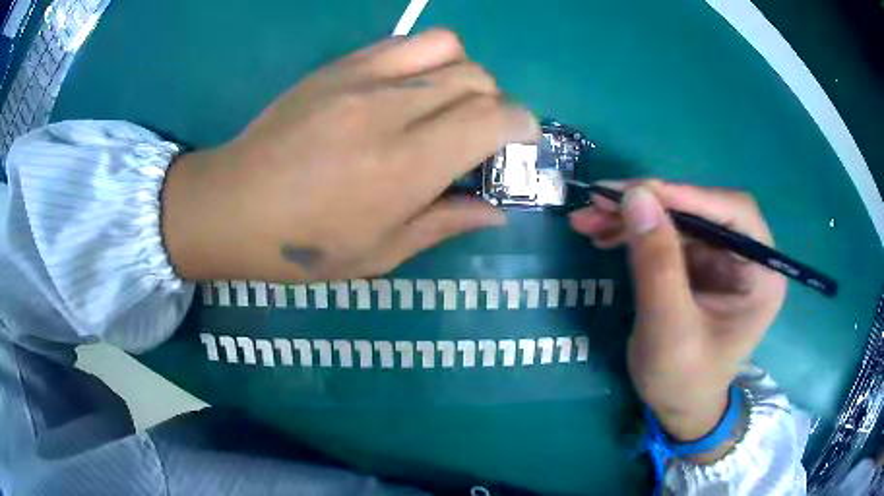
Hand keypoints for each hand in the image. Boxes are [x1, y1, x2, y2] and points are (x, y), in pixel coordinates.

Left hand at [161, 29, 539, 281]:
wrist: (229, 205)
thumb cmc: (302, 246)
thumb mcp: (379, 254)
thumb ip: (444, 223)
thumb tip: (496, 211)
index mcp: (406, 166)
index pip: (495, 117)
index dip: (522, 125)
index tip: (518, 144)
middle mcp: (391, 109)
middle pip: (478, 78)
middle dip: (495, 105)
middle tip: (475, 136)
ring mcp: (361, 78)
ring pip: (448, 47)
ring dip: (463, 74)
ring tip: (443, 104)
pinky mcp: (338, 65)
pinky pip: (404, 41)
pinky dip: (425, 58)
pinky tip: (407, 87)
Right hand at [570, 180, 785, 459]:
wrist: (677, 409)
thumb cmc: (683, 381)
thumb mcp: (669, 330)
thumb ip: (657, 264)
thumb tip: (636, 195)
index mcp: (761, 275)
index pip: (734, 213)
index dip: (688, 196)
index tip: (636, 192)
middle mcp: (745, 258)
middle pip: (702, 210)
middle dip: (651, 204)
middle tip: (600, 202)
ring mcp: (720, 259)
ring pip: (678, 218)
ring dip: (634, 215)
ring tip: (588, 220)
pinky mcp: (697, 265)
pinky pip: (665, 235)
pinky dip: (634, 232)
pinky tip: (603, 235)